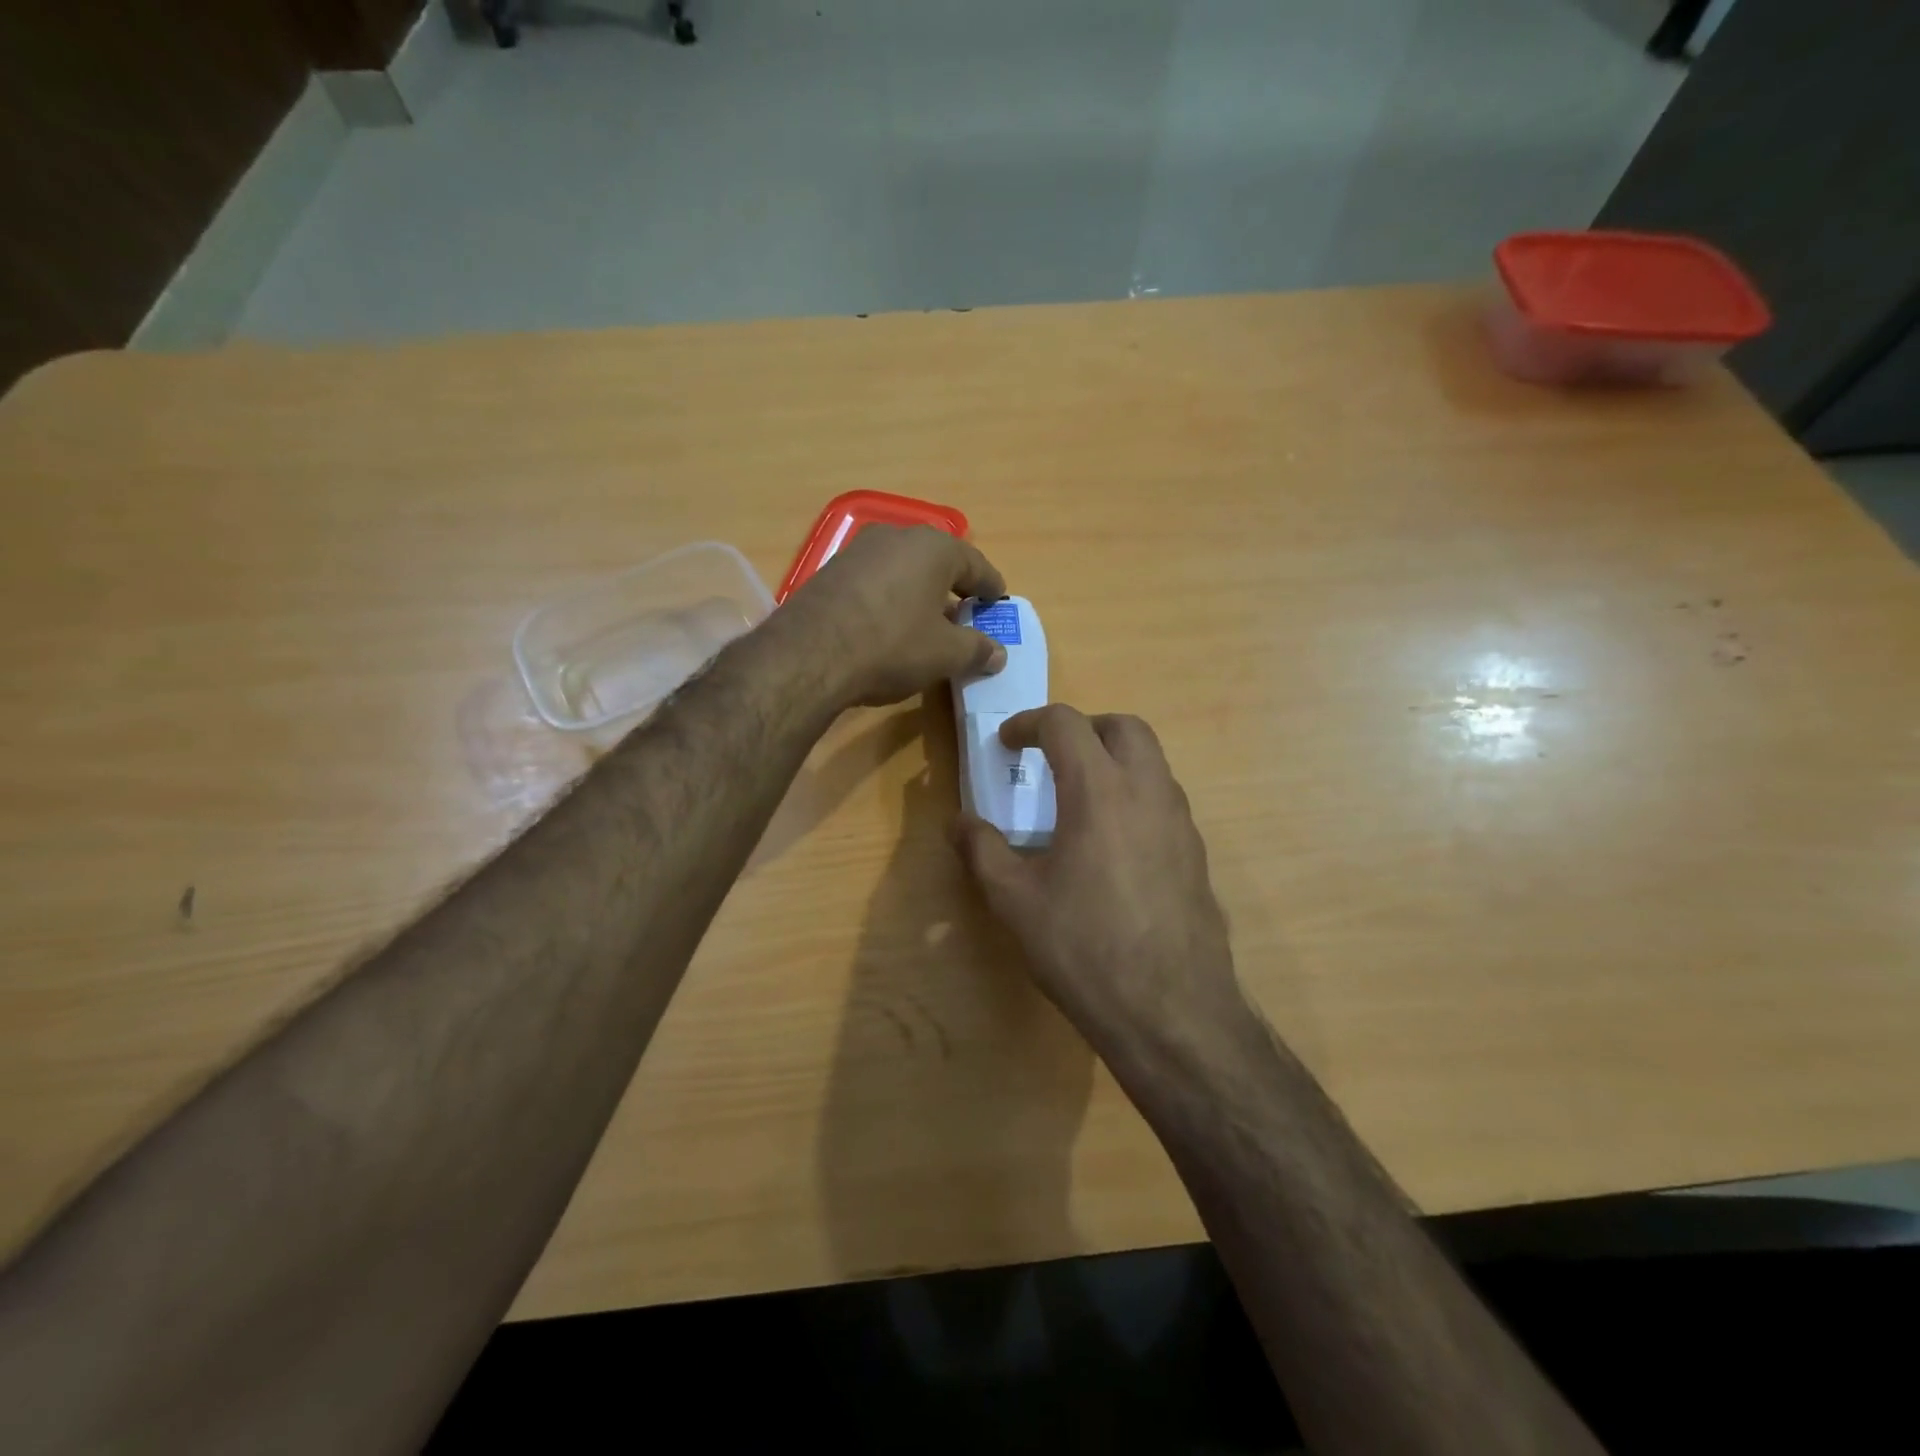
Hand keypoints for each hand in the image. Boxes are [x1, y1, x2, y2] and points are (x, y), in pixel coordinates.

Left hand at [778, 525, 1007, 706]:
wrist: (809, 655)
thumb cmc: (892, 646)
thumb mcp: (945, 654)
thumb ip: (976, 649)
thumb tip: (998, 653)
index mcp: (934, 548)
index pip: (975, 565)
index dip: (990, 586)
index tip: (998, 601)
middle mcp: (896, 536)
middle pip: (937, 561)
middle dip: (954, 586)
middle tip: (966, 612)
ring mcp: (859, 551)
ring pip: (903, 569)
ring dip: (919, 592)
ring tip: (928, 620)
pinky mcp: (831, 571)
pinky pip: (875, 581)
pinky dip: (891, 598)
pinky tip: (889, 624)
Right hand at [952, 705, 1251, 1060]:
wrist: (1171, 1012)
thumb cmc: (1084, 948)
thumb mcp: (1015, 901)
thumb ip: (982, 851)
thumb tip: (957, 822)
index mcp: (1100, 790)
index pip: (1066, 724)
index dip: (1029, 723)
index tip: (1006, 743)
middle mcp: (1149, 791)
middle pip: (1124, 726)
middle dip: (1084, 728)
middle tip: (1051, 756)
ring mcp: (1181, 822)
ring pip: (1153, 761)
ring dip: (1114, 759)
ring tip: (1079, 798)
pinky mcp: (1196, 853)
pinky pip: (1165, 799)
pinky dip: (1135, 794)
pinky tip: (1111, 844)